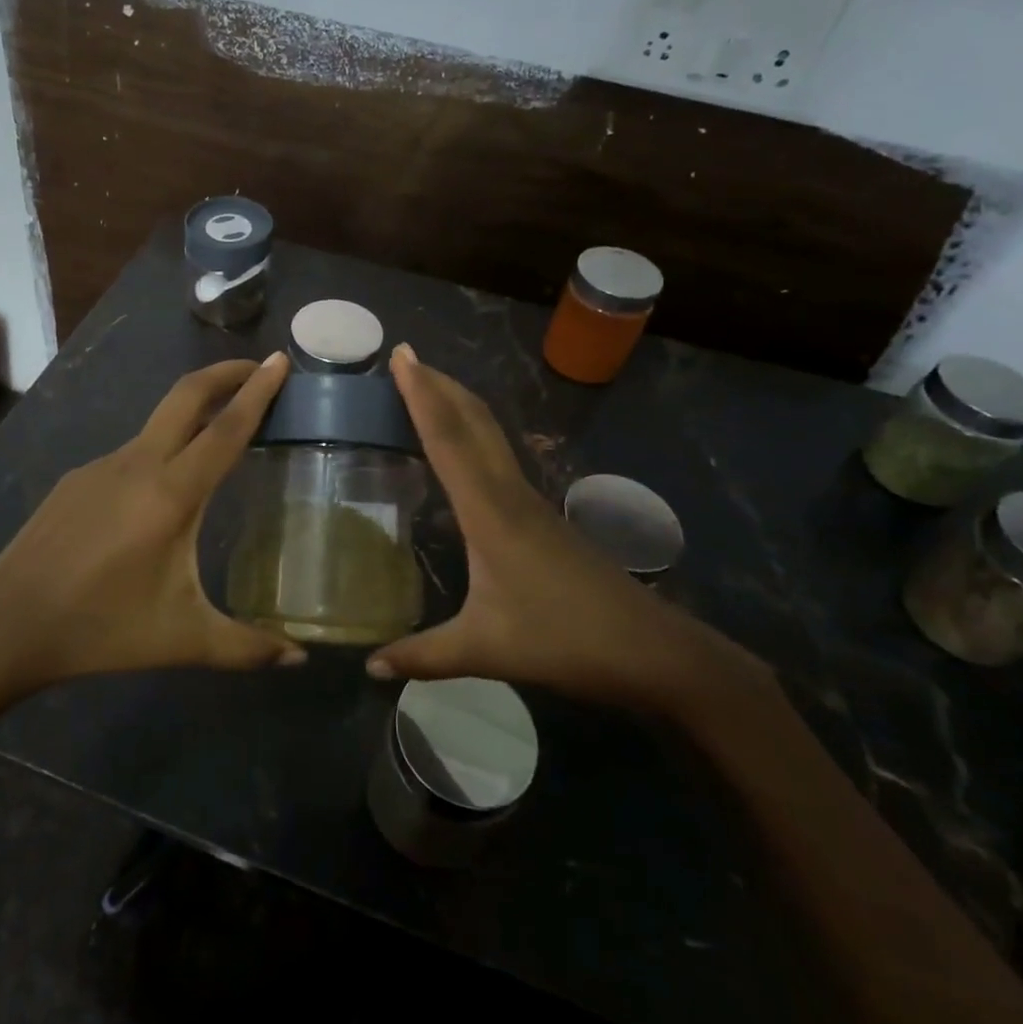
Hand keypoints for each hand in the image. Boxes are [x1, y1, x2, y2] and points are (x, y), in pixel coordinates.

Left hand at [0, 354, 302, 694]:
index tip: (279, 358)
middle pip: (186, 396)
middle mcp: (138, 464)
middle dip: (224, 373)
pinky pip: (131, 453)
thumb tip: (299, 659)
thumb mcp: (182, 639)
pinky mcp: (77, 478)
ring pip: (158, 424)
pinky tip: (159, 494)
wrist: (5, 626)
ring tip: (218, 436)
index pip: (226, 428)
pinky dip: (161, 451)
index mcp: (170, 493)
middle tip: (257, 366)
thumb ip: (246, 647)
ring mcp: (101, 466)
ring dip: (193, 414)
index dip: (257, 391)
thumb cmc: (101, 629)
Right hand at [366, 345, 769, 716]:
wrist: (654, 652)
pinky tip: (462, 455)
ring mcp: (531, 503)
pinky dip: (472, 436)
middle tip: (407, 357)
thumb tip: (368, 667)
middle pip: (472, 421)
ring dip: (457, 405)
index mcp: (489, 511)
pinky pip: (497, 459)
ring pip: (489, 435)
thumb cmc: (566, 641)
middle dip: (439, 384)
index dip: (421, 395)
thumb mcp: (485, 650)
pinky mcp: (542, 517)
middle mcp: (509, 493)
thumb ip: (422, 656)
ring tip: (428, 389)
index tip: (401, 355)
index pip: (447, 438)